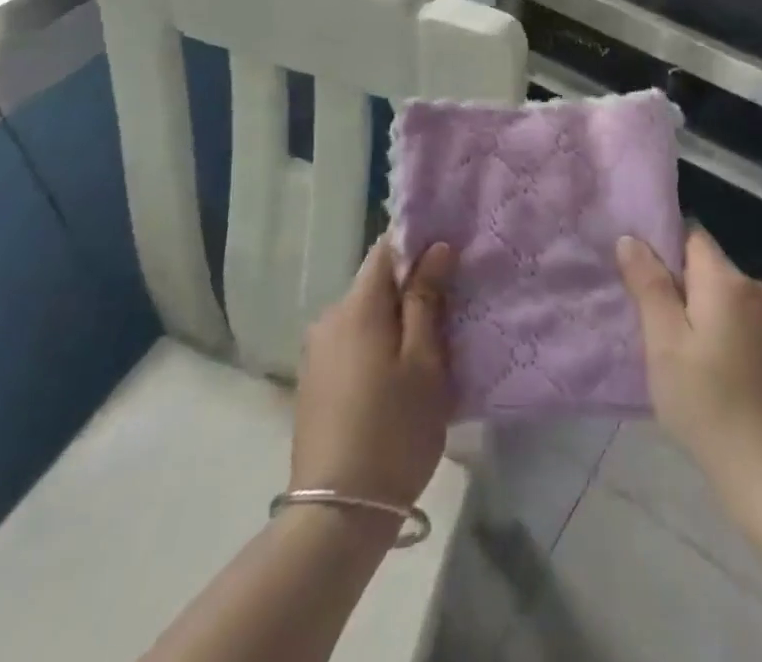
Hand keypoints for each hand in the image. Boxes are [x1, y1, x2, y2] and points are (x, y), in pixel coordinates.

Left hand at [291, 237, 455, 514]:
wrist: (337, 516)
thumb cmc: (394, 430)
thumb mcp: (425, 361)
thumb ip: (427, 298)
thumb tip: (435, 247)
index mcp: (357, 305)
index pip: (386, 249)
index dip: (418, 247)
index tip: (448, 260)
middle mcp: (329, 318)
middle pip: (375, 284)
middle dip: (410, 290)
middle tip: (448, 315)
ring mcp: (316, 352)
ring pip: (364, 317)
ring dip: (394, 323)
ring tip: (426, 352)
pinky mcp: (313, 383)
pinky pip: (351, 344)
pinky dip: (375, 348)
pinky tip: (394, 380)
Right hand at [617, 228, 761, 515]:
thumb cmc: (706, 401)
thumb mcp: (663, 341)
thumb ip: (648, 284)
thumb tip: (630, 239)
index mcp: (726, 279)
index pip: (690, 235)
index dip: (661, 245)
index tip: (635, 271)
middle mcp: (752, 288)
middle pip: (704, 264)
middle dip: (673, 281)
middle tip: (643, 315)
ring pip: (717, 294)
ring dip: (692, 308)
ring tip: (665, 342)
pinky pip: (733, 319)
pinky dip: (712, 329)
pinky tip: (698, 364)